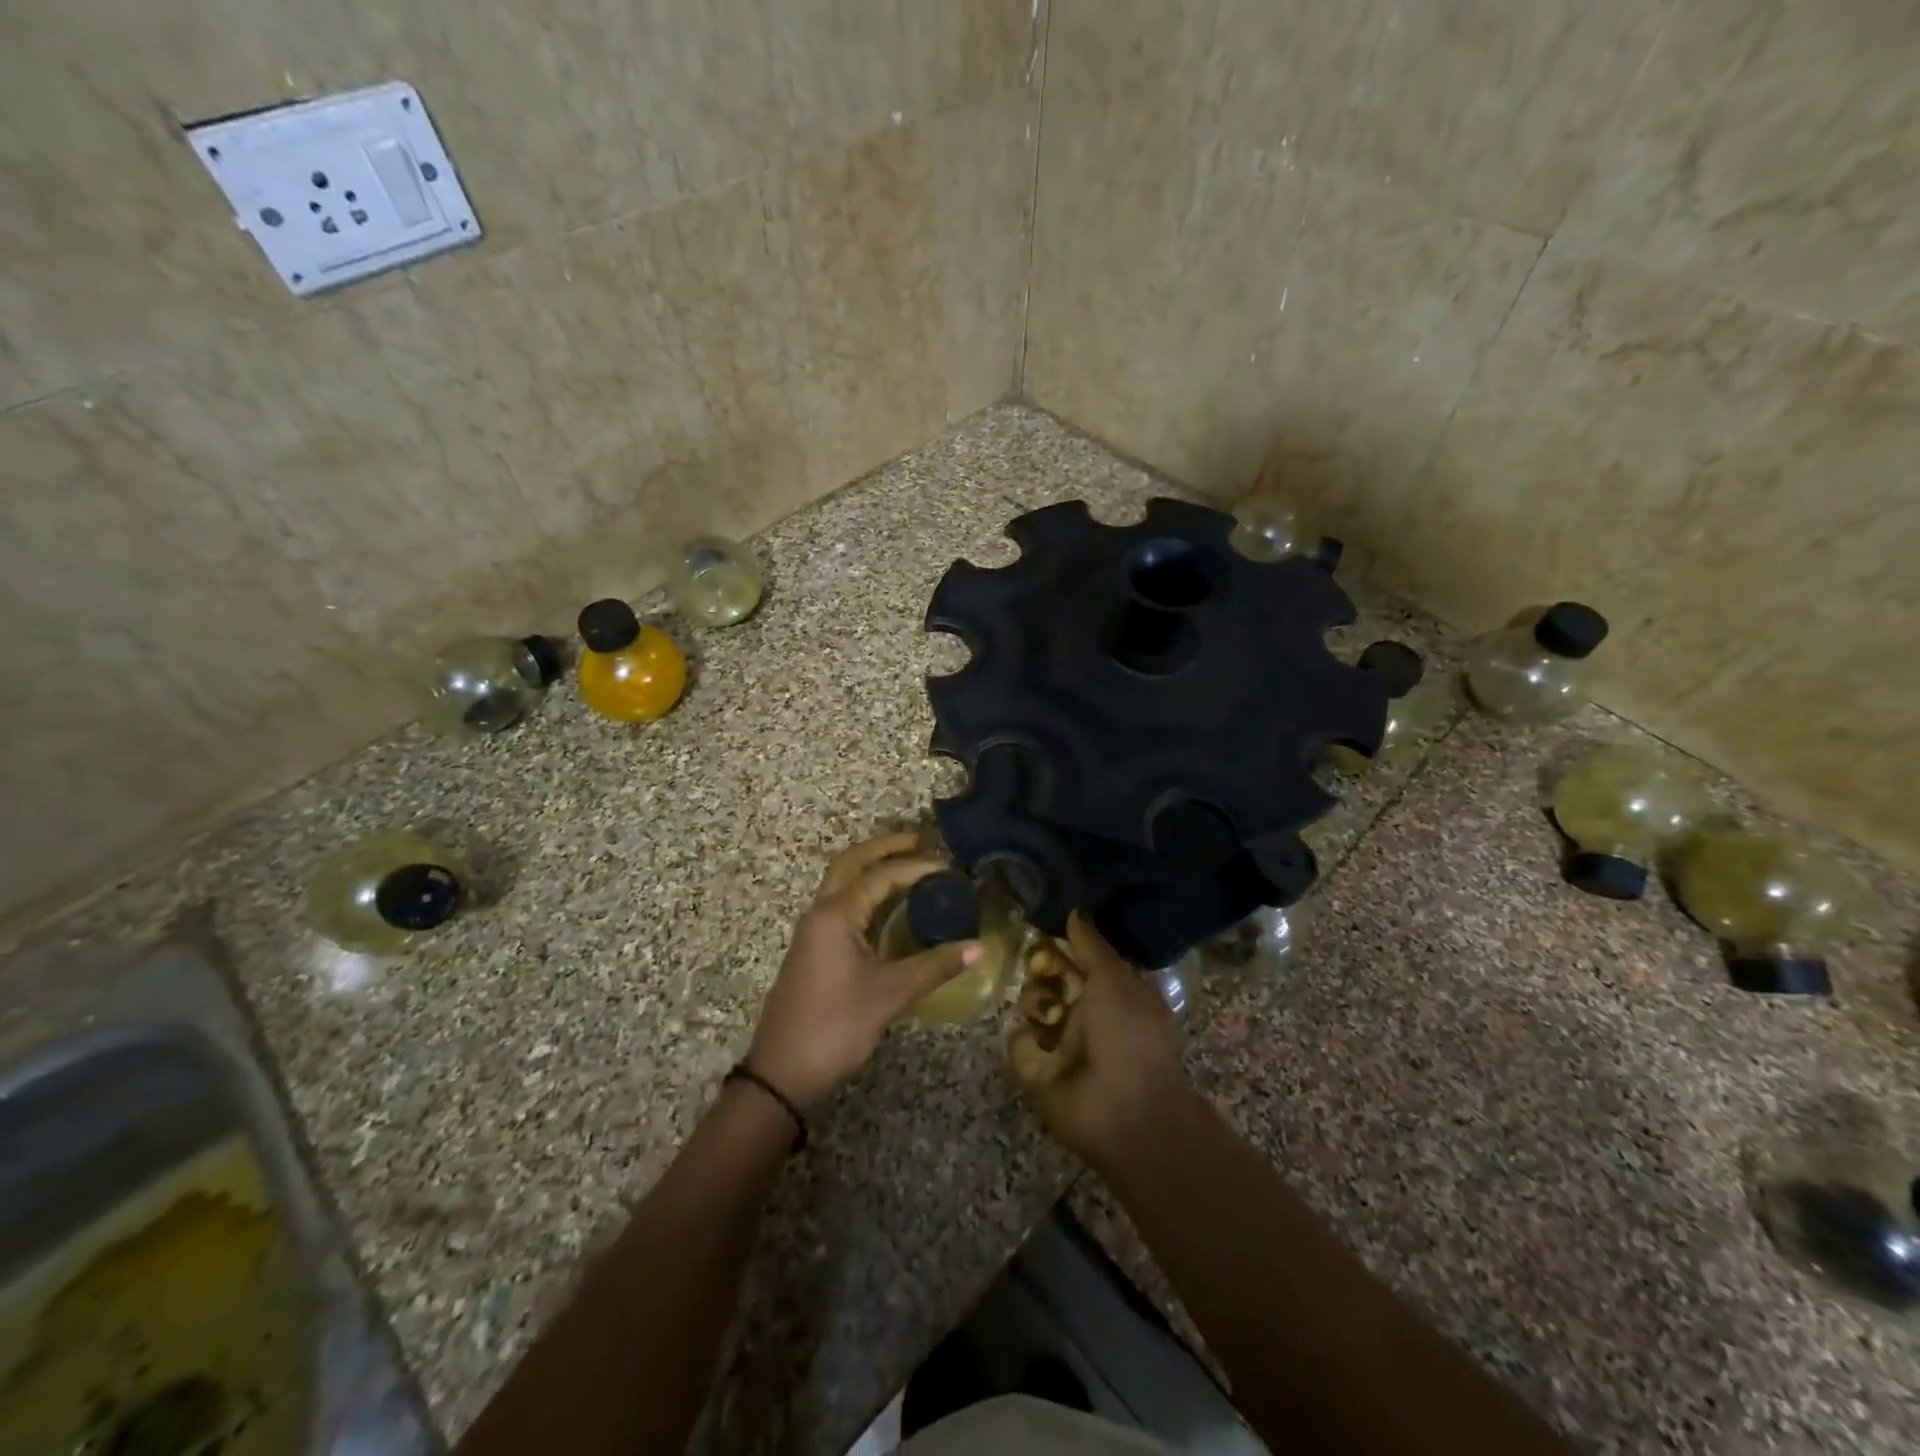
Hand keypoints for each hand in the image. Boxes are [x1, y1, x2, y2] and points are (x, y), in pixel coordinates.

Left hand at [747, 832, 980, 1110]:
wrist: (782, 1072)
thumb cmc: (835, 1026)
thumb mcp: (890, 994)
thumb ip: (935, 966)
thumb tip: (980, 947)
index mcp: (837, 914)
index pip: (881, 876)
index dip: (916, 867)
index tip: (949, 868)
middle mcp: (821, 912)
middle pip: (851, 863)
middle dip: (883, 847)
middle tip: (918, 840)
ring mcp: (813, 930)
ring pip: (841, 882)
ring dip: (870, 868)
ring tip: (906, 864)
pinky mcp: (813, 948)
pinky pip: (840, 903)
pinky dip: (864, 891)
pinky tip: (886, 906)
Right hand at [1008, 913, 1192, 1168]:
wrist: (1124, 1112)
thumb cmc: (1128, 1036)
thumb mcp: (1115, 980)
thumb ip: (1091, 945)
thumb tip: (1074, 911)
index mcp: (1109, 990)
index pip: (1076, 956)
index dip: (1060, 943)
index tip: (1043, 930)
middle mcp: (1083, 1012)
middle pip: (1048, 976)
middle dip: (1041, 969)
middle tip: (1042, 971)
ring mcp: (1058, 1041)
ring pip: (1031, 1004)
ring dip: (1036, 1003)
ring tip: (1050, 1016)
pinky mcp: (1035, 1068)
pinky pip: (1018, 1041)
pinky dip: (1027, 1041)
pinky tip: (1040, 1046)